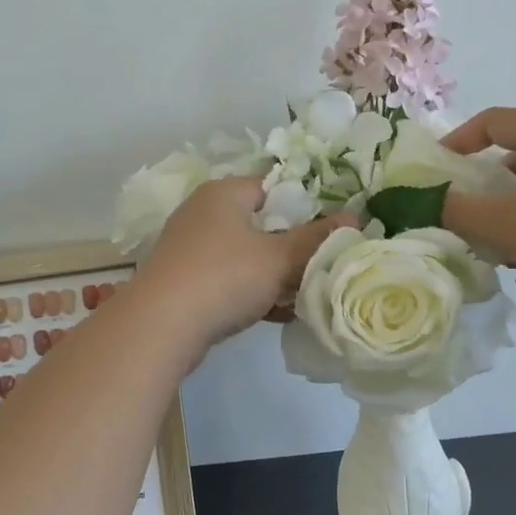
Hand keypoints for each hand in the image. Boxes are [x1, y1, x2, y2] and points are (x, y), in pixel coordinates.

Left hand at [134, 178, 353, 351]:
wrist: (159, 327)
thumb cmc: (223, 277)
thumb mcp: (278, 258)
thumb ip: (317, 239)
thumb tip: (356, 217)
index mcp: (224, 193)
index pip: (273, 187)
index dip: (305, 206)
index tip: (331, 231)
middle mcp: (203, 213)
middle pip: (261, 224)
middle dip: (292, 247)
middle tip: (323, 265)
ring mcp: (191, 249)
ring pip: (246, 256)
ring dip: (275, 275)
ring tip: (307, 294)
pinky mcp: (185, 282)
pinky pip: (229, 280)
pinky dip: (253, 292)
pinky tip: (280, 314)